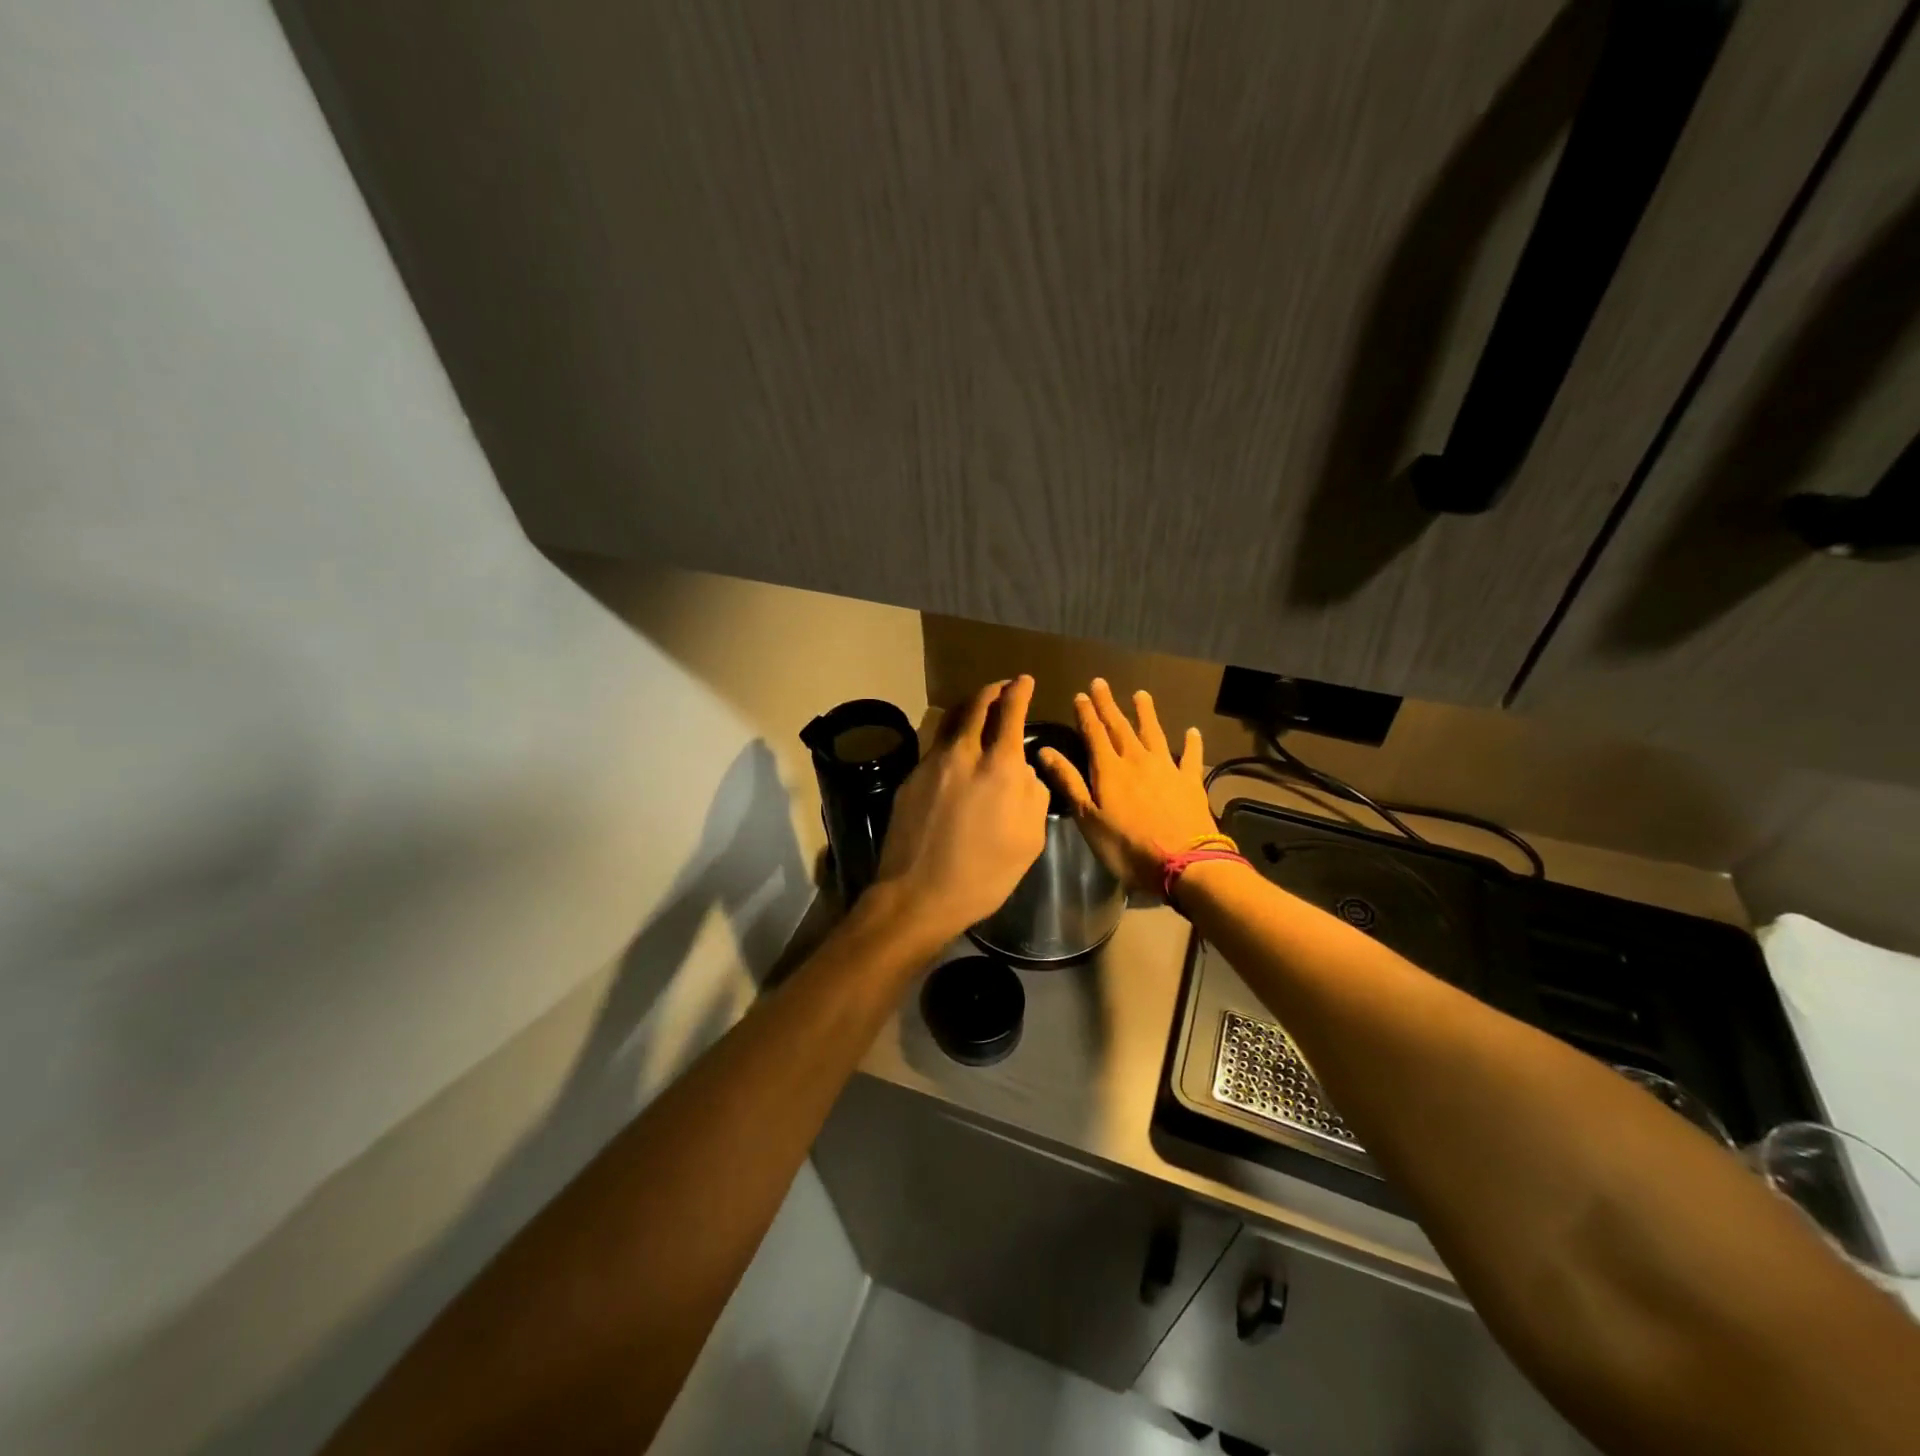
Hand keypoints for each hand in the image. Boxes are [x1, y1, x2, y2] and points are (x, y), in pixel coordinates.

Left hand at [871, 675, 1049, 939]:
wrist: (917, 894)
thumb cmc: (984, 874)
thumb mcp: (1030, 839)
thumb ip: (1032, 794)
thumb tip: (1022, 770)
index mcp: (999, 766)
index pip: (1010, 712)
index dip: (1019, 691)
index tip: (1024, 681)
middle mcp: (963, 754)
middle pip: (976, 705)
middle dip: (992, 691)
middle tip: (1002, 688)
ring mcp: (931, 764)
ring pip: (950, 721)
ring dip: (968, 709)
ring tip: (979, 710)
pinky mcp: (910, 779)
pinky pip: (935, 747)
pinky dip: (951, 738)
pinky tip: (956, 753)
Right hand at [1036, 680, 1217, 892]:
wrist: (1183, 862)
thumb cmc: (1126, 845)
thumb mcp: (1088, 818)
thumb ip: (1069, 782)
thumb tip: (1045, 750)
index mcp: (1109, 769)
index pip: (1094, 734)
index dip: (1086, 714)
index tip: (1080, 695)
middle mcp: (1137, 760)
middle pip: (1120, 727)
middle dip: (1109, 705)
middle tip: (1101, 683)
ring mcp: (1167, 768)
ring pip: (1154, 733)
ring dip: (1146, 713)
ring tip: (1140, 695)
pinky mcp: (1190, 782)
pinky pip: (1191, 757)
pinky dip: (1191, 743)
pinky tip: (1192, 731)